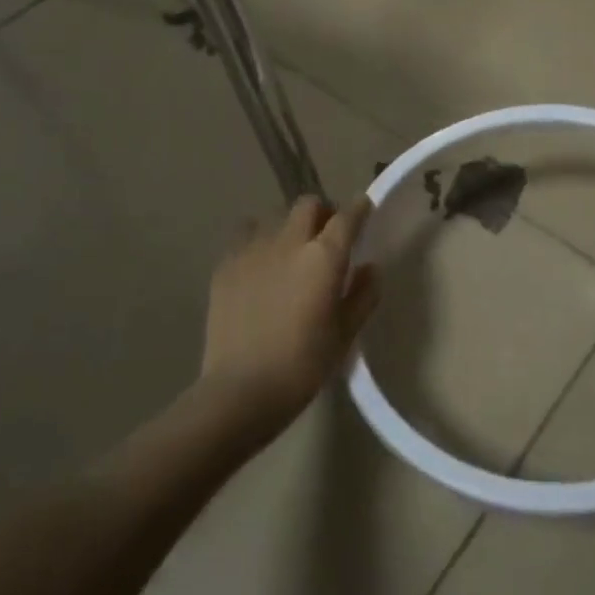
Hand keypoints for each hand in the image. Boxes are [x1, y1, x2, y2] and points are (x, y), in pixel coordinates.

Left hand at [201, 195, 380, 430]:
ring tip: (289, 250)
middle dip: (321, 213)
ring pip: (274, 216)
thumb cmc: (303, 365)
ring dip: (288, 226)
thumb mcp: (345, 334)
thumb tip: (370, 269)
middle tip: (325, 235)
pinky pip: (245, 236)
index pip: (347, 217)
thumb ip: (362, 296)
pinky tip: (259, 265)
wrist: (241, 389)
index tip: (364, 209)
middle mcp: (289, 242)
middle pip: (307, 205)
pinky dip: (257, 240)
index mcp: (324, 257)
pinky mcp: (225, 264)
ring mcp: (252, 249)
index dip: (359, 209)